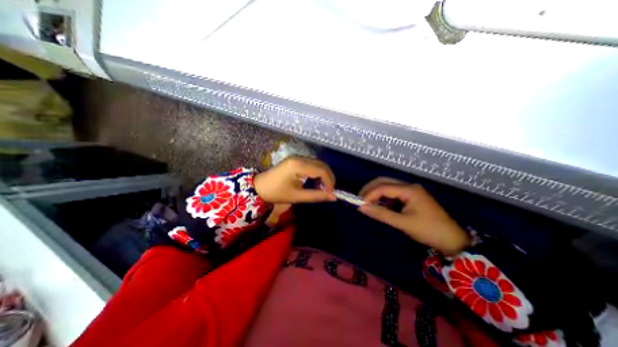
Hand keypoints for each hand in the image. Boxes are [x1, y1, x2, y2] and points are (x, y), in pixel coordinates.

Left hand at [253, 156, 335, 202]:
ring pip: (317, 163)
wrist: (259, 187)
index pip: (321, 170)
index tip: (331, 192)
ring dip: (323, 174)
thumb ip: (317, 196)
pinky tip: (315, 181)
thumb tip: (334, 197)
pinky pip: (311, 164)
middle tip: (329, 190)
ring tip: (323, 187)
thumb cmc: (277, 193)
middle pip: (321, 164)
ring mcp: (297, 157)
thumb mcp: (297, 196)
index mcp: (298, 165)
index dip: (329, 181)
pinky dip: (317, 172)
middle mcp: (299, 158)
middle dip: (328, 177)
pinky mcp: (295, 160)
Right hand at [358, 179, 468, 254]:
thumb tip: (362, 208)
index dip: (369, 194)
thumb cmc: (429, 230)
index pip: (383, 187)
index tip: (360, 204)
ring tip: (368, 203)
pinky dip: (383, 198)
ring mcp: (410, 191)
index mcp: (409, 190)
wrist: (453, 240)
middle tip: (360, 200)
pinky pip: (393, 193)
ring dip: (376, 193)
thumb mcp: (403, 223)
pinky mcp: (411, 197)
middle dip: (370, 189)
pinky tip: (380, 205)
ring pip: (388, 186)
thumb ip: (381, 214)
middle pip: (384, 181)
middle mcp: (409, 186)